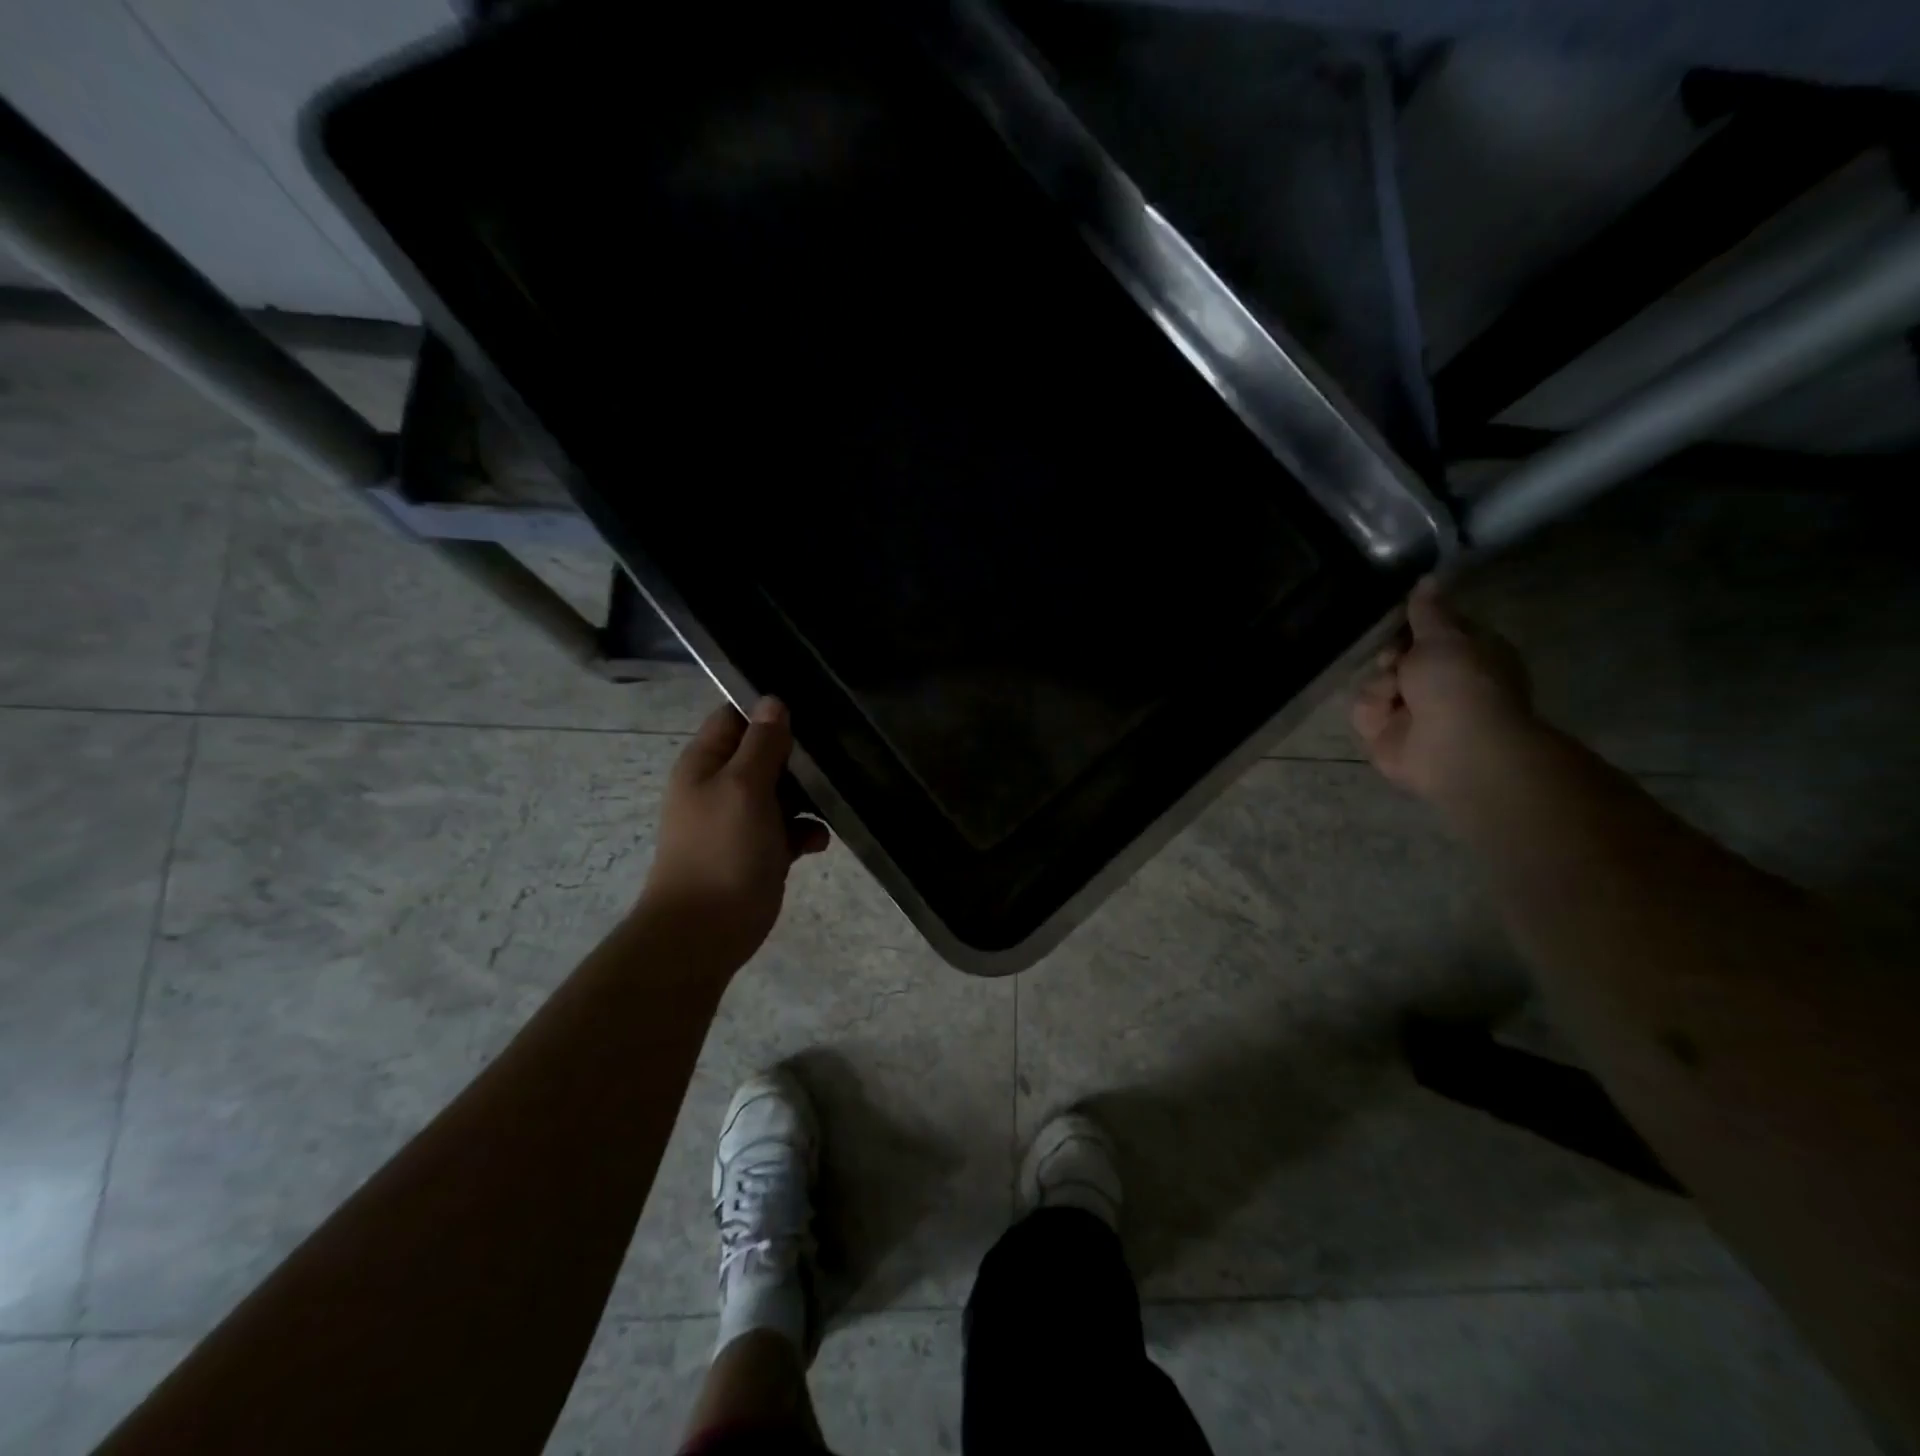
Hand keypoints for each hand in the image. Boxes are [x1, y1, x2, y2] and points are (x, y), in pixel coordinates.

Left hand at [638, 697, 830, 972]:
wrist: (706, 930)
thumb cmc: (722, 849)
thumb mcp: (743, 786)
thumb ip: (762, 744)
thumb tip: (773, 701)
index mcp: (706, 763)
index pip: (736, 717)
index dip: (769, 711)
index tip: (810, 709)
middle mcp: (722, 785)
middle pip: (765, 753)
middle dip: (798, 755)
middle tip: (836, 751)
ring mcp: (742, 819)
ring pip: (783, 791)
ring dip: (808, 795)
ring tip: (833, 799)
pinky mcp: (761, 850)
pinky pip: (790, 828)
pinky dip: (806, 831)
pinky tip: (818, 841)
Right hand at [1351, 577, 1536, 803]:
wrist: (1454, 748)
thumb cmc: (1460, 684)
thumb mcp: (1444, 636)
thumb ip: (1428, 610)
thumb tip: (1428, 577)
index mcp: (1466, 655)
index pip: (1430, 630)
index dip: (1412, 624)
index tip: (1399, 618)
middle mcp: (1438, 682)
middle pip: (1395, 656)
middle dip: (1390, 656)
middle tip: (1395, 660)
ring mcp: (1410, 710)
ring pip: (1375, 681)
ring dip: (1380, 686)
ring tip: (1395, 695)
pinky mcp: (1385, 734)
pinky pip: (1363, 710)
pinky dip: (1372, 711)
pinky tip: (1386, 716)